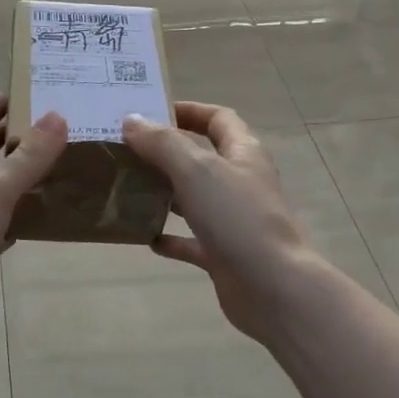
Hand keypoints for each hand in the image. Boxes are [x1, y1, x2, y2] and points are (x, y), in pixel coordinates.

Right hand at [122, 101, 322, 342]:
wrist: (273, 287)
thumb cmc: (237, 218)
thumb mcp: (197, 170)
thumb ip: (163, 143)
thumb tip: (131, 120)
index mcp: (243, 153)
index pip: (218, 118)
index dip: (188, 110)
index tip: (150, 112)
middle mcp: (240, 182)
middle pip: (202, 157)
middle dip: (166, 152)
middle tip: (125, 150)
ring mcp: (233, 220)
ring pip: (194, 198)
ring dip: (164, 193)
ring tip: (126, 189)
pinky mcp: (224, 254)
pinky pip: (192, 241)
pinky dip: (170, 238)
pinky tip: (146, 238)